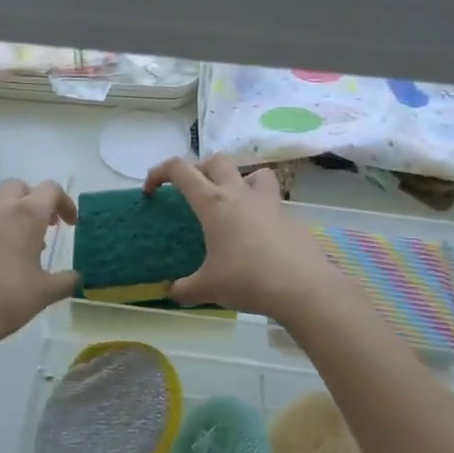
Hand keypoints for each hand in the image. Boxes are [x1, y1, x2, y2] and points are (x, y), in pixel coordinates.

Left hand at [0, 179, 80, 355]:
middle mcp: (0, 208)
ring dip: (15, 212)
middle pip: (20, 187)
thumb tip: (77, 277)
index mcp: (27, 214)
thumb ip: (67, 281)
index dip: (65, 203)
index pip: (51, 189)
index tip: (71, 225)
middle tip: (47, 226)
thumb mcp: (44, 293)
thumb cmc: (4, 298)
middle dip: (36, 200)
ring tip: (25, 245)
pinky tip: (2, 258)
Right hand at [145, 155, 341, 322]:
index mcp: (214, 203)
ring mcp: (269, 203)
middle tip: (193, 191)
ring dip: (239, 180)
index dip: (160, 172)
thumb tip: (173, 292)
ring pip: (253, 173)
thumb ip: (185, 289)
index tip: (151, 189)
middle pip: (217, 161)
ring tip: (233, 203)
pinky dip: (261, 211)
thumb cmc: (247, 280)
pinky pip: (272, 202)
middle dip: (200, 168)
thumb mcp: (208, 289)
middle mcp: (240, 194)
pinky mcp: (290, 218)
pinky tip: (258, 238)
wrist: (302, 287)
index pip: (181, 170)